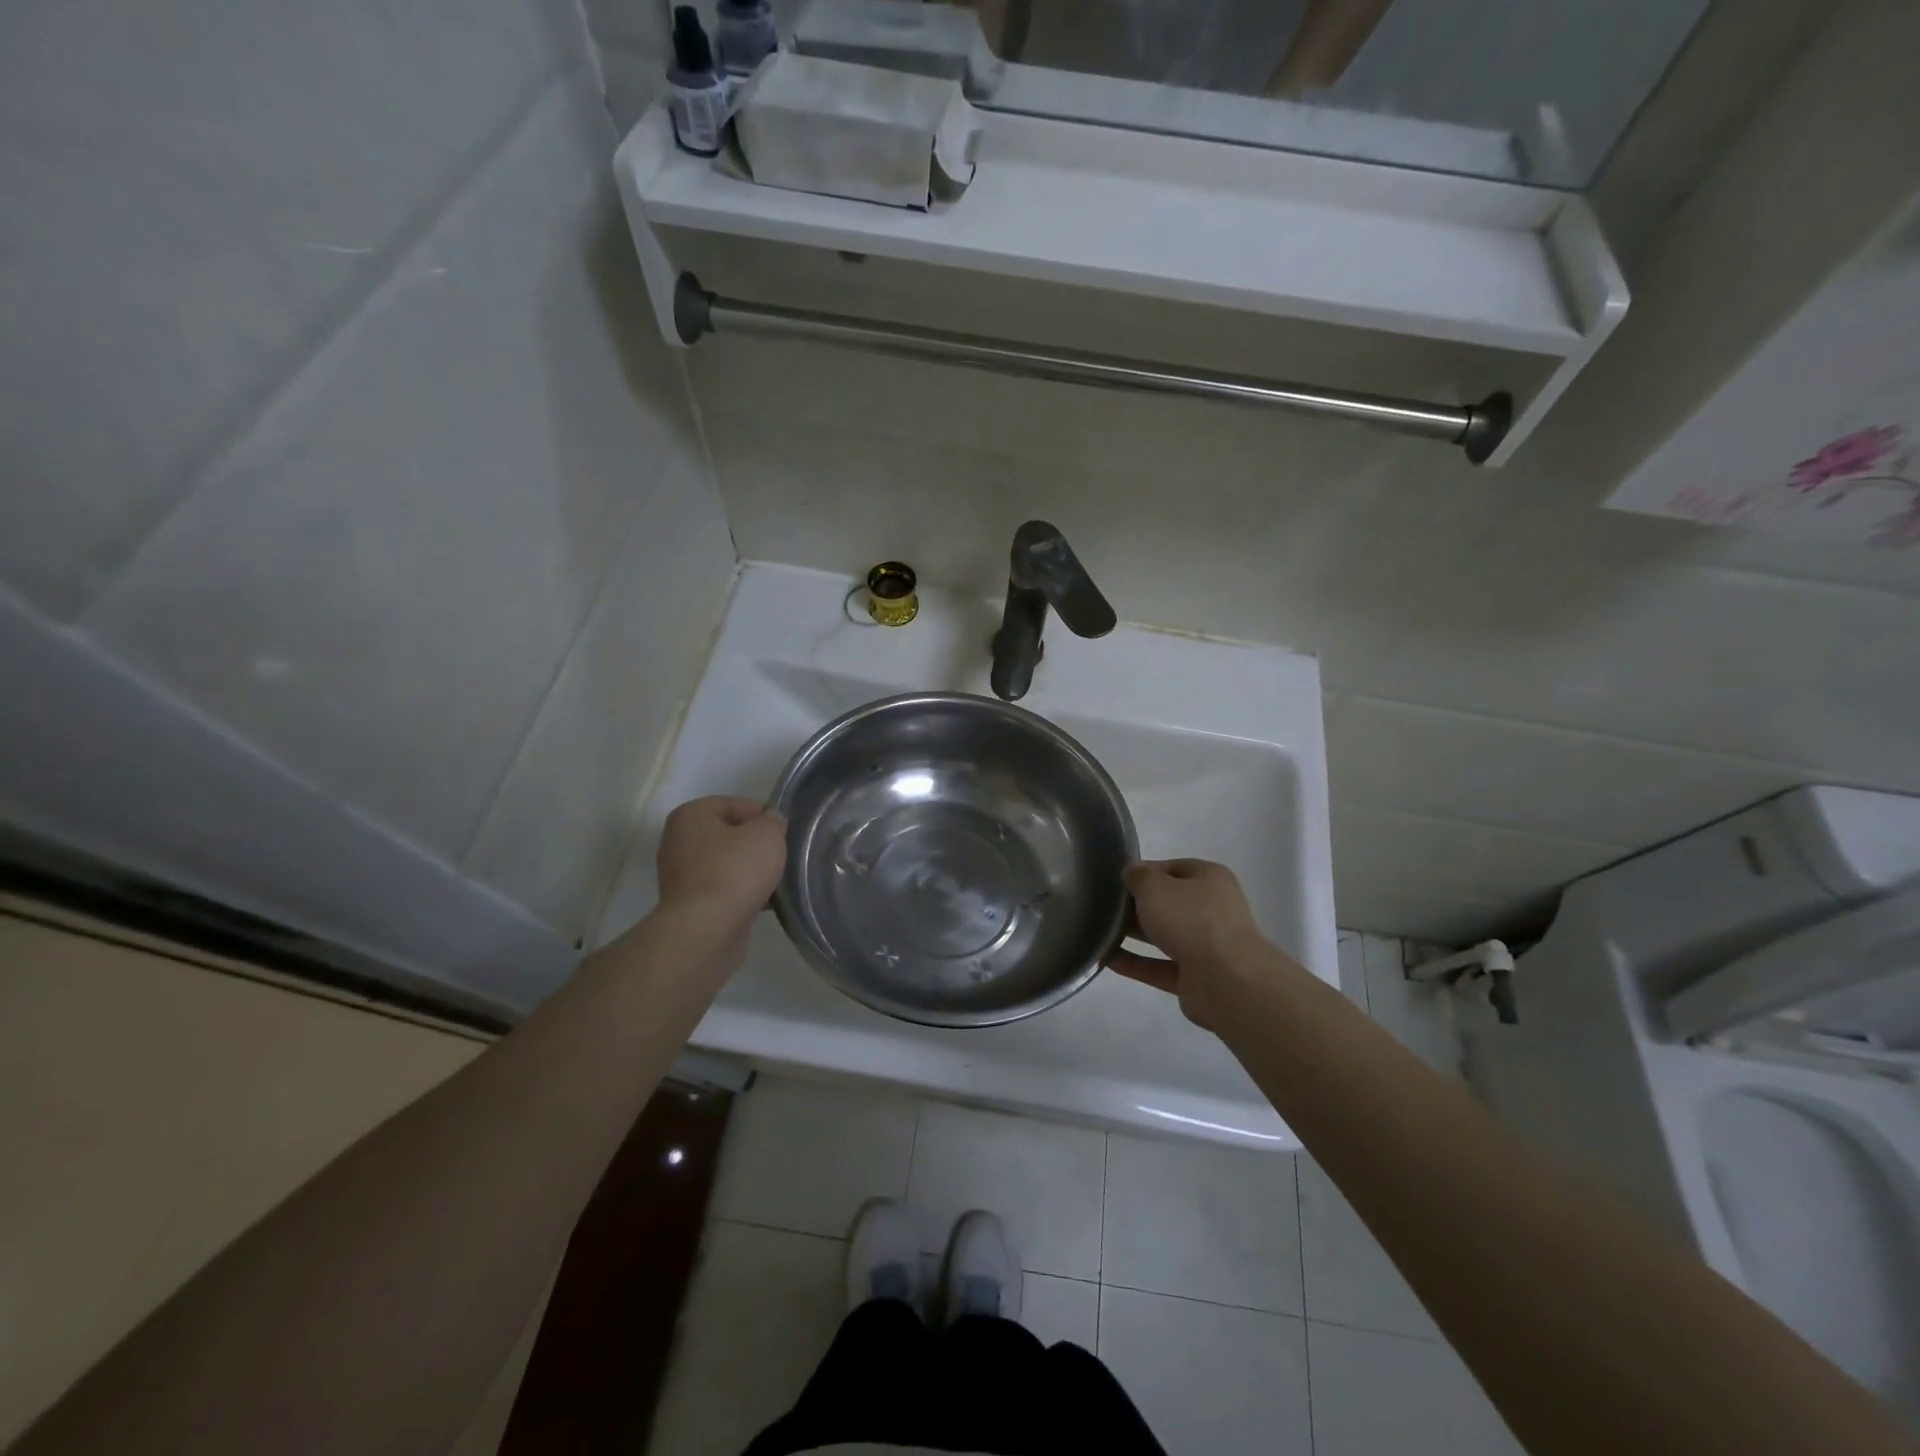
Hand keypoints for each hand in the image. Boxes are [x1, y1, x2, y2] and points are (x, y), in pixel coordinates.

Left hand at [657, 796, 786, 926]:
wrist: (706, 930)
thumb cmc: (735, 871)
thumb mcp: (767, 834)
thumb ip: (773, 821)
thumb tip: (770, 822)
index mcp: (691, 815)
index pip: (736, 804)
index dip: (764, 816)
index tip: (783, 834)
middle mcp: (678, 840)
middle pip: (729, 834)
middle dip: (755, 845)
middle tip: (780, 856)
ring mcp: (679, 875)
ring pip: (726, 863)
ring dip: (749, 871)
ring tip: (774, 881)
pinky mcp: (687, 904)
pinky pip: (721, 889)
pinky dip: (740, 892)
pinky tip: (761, 901)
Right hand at [1106, 859, 1267, 1028]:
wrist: (1226, 980)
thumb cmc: (1190, 920)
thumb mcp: (1155, 887)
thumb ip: (1138, 877)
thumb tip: (1132, 874)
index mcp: (1210, 879)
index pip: (1173, 868)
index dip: (1145, 872)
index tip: (1117, 880)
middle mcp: (1212, 909)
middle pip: (1169, 903)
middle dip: (1138, 905)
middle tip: (1104, 905)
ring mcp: (1206, 946)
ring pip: (1164, 935)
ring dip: (1135, 934)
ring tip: (1100, 931)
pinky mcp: (1195, 978)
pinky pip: (1159, 966)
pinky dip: (1135, 963)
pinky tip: (1106, 958)